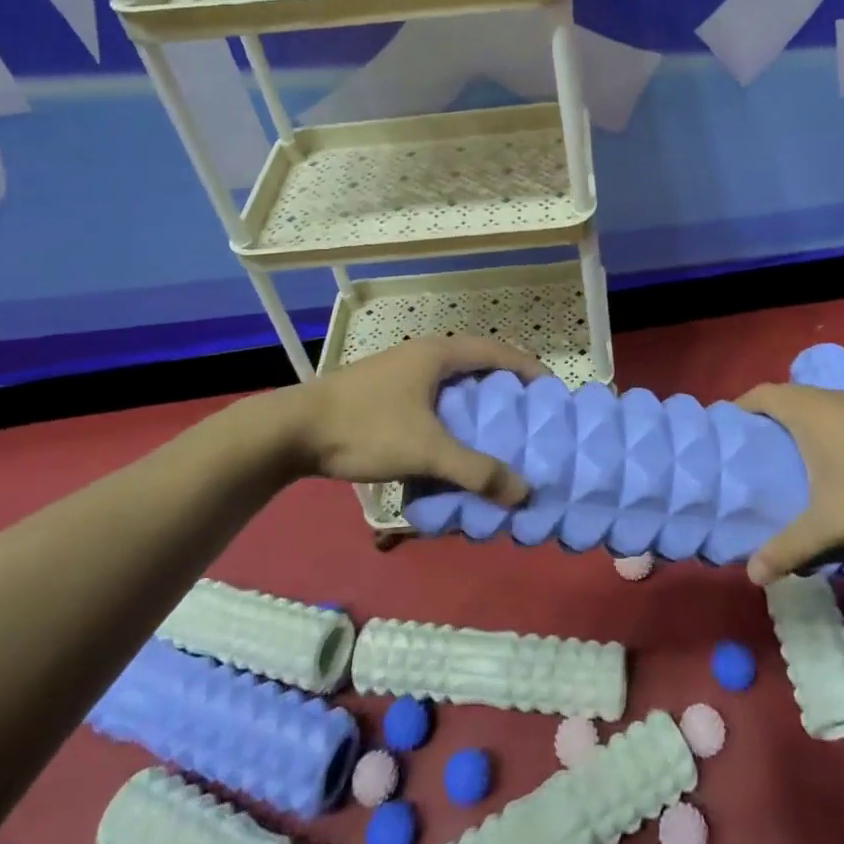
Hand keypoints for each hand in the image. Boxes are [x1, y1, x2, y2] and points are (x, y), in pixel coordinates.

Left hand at [278, 336, 545, 499]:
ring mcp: (401, 371)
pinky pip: (432, 397)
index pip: (496, 352)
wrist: (292, 432)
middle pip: (477, 364)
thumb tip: (524, 492)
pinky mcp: (384, 391)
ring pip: (452, 382)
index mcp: (438, 353)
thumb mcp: (425, 450)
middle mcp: (422, 354)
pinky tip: (451, 442)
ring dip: (476, 402)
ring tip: (496, 431)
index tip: (550, 391)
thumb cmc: (366, 427)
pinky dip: (451, 414)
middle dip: (504, 387)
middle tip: (528, 415)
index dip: (527, 368)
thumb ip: (475, 470)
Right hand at [735, 383, 843, 584]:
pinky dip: (840, 430)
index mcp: (810, 411)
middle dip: (774, 419)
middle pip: (793, 398)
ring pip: (827, 406)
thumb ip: (789, 547)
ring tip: (804, 458)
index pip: (763, 394)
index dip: (742, 406)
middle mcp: (836, 397)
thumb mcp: (831, 525)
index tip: (729, 427)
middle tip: (763, 450)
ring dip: (811, 425)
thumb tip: (752, 576)